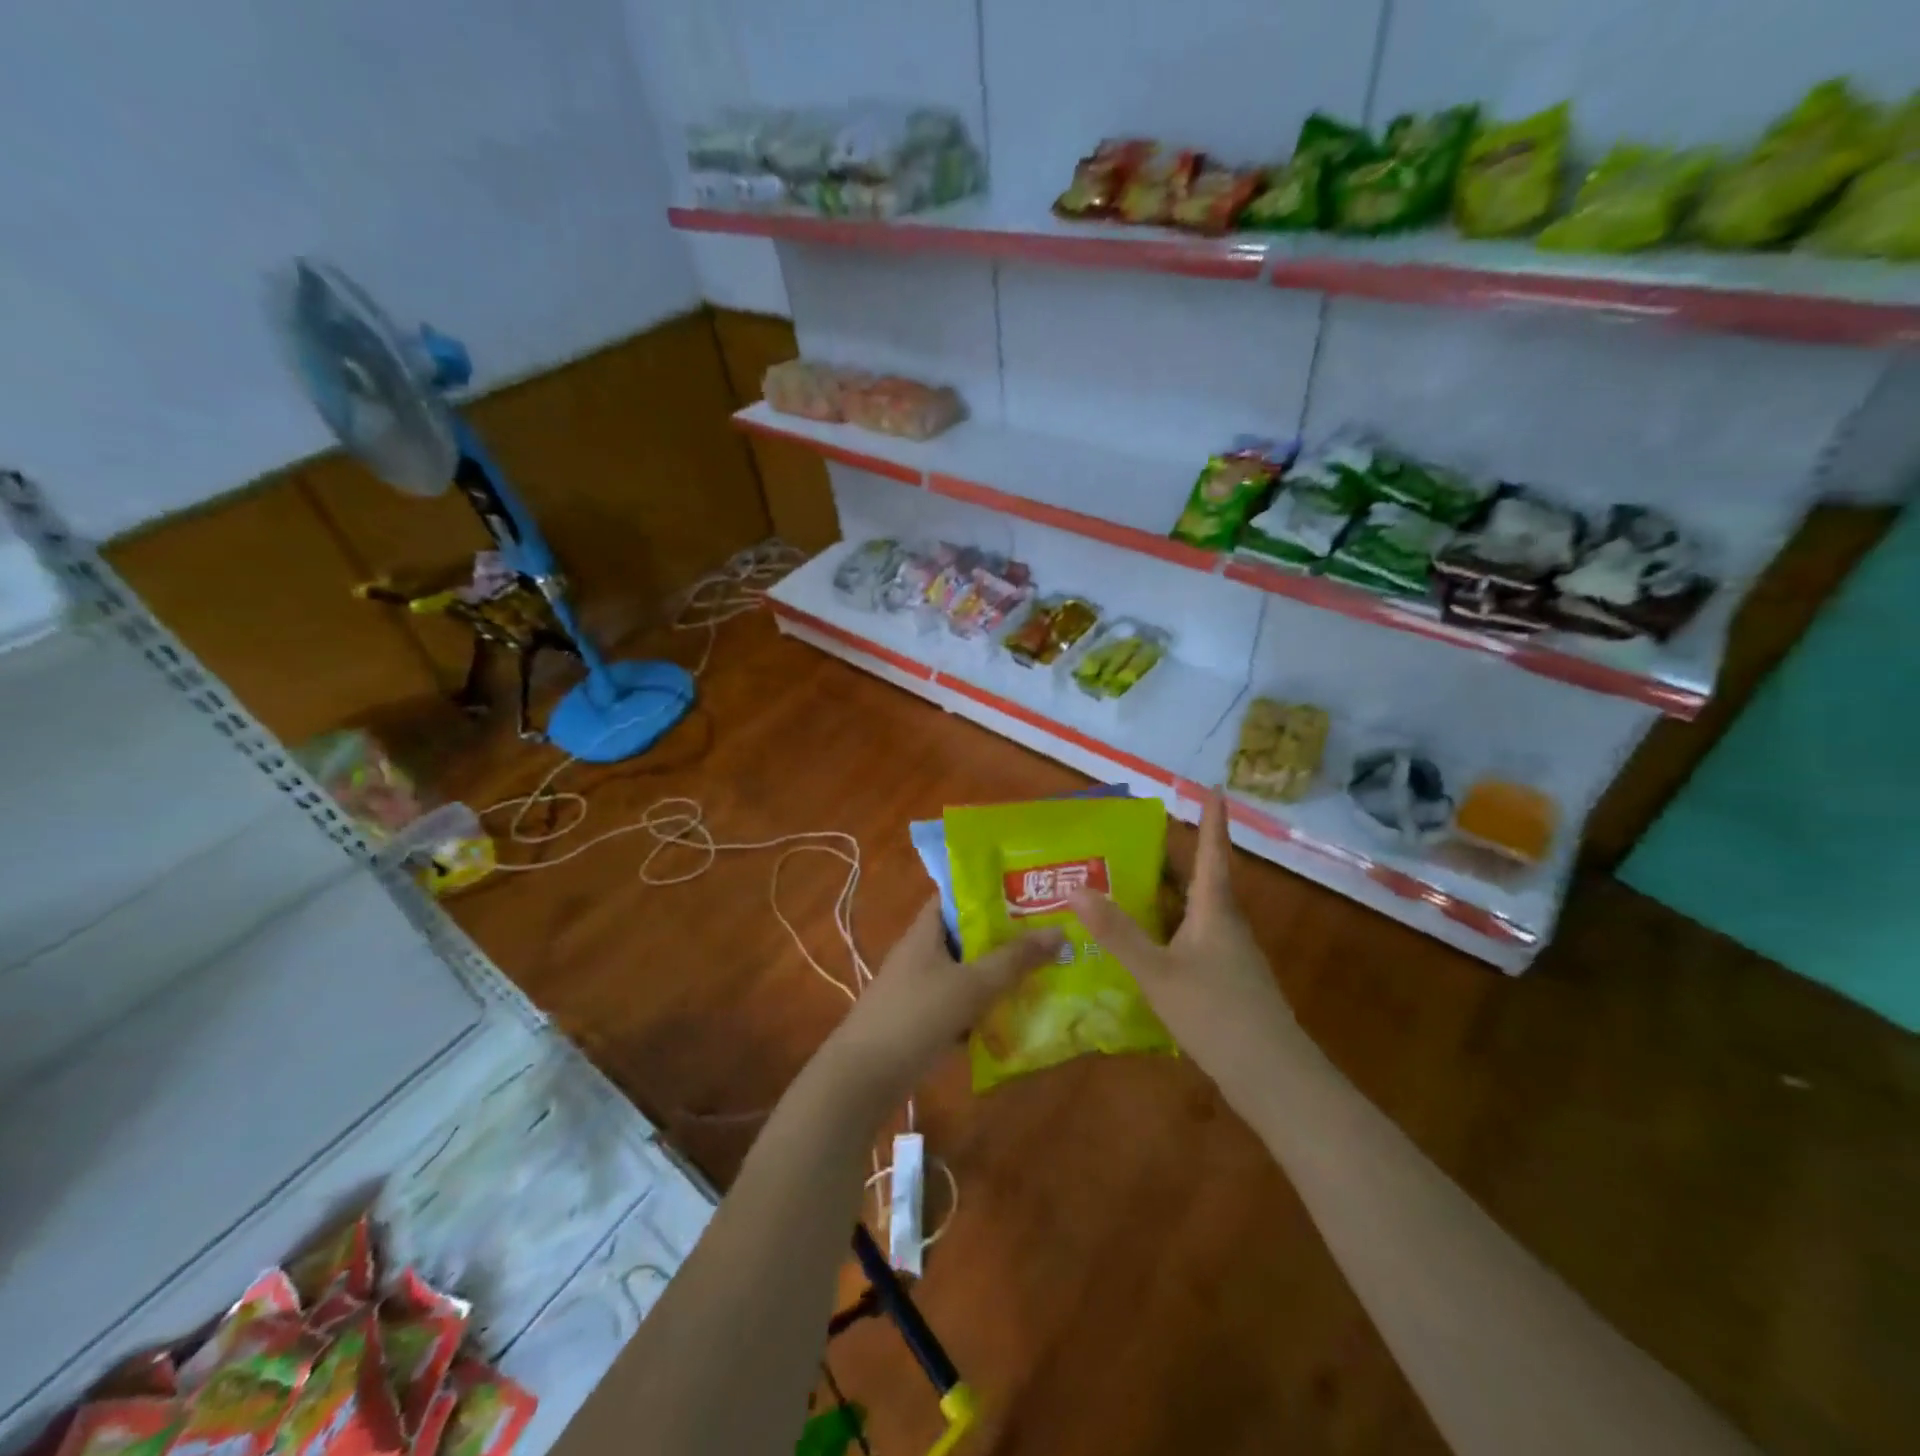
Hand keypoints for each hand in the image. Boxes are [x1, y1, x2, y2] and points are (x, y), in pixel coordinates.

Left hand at [821, 898, 1063, 1107]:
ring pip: (967, 973)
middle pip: (968, 936)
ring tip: (1043, 974)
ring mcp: (920, 988)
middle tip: (1049, 936)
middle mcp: (922, 953)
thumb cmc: (916, 1016)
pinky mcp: (922, 1020)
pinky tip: (1016, 1018)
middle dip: (1005, 938)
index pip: (957, 896)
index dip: (990, 891)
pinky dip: (984, 1009)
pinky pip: (961, 1005)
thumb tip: (1060, 931)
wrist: (864, 1078)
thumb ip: (1015, 959)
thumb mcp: (971, 985)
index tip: (1029, 892)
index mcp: (926, 931)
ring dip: (998, 976)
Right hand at [1069, 789, 1296, 1092]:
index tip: (1213, 787)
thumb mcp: (1158, 972)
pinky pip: (1195, 937)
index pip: (1213, 851)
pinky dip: (1170, 926)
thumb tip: (1075, 889)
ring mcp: (1231, 954)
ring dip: (1169, 893)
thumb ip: (1117, 933)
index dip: (1212, 819)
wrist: (1274, 1077)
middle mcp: (1226, 924)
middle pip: (1201, 878)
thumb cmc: (1217, 1013)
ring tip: (1131, 884)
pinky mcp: (1228, 980)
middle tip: (1136, 838)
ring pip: (1197, 910)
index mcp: (1214, 910)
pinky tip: (1148, 942)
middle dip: (1173, 856)